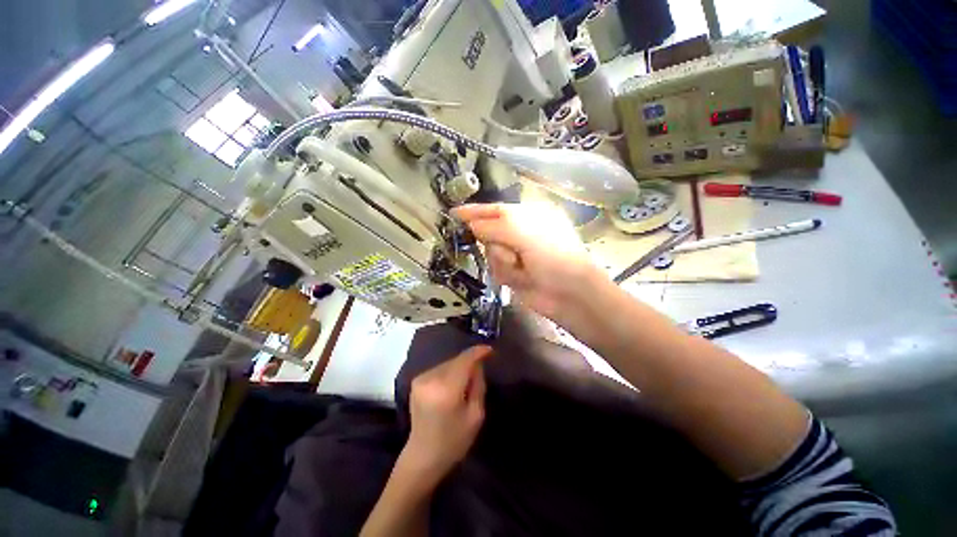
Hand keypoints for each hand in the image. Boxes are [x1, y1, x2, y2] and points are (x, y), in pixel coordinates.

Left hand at [401, 345, 490, 481]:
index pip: (464, 360)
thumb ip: (478, 384)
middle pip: (456, 360)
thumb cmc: (454, 441)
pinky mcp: (416, 381)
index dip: (478, 352)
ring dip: (459, 366)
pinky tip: (453, 384)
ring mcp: (421, 379)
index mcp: (447, 390)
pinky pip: (440, 369)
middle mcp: (431, 379)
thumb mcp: (476, 415)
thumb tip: (478, 364)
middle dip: (470, 361)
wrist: (423, 456)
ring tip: (467, 379)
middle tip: (481, 368)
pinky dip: (449, 371)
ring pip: (448, 363)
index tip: (490, 350)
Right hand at [452, 203, 602, 321]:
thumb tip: (472, 226)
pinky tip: (522, 279)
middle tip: (512, 253)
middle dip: (496, 244)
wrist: (570, 294)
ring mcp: (518, 254)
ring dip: (504, 261)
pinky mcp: (515, 273)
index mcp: (529, 215)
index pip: (495, 209)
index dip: (474, 211)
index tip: (454, 213)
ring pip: (491, 253)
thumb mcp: (524, 232)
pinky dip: (507, 274)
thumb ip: (493, 226)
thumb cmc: (553, 256)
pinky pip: (497, 270)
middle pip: (489, 233)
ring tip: (523, 269)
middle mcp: (522, 232)